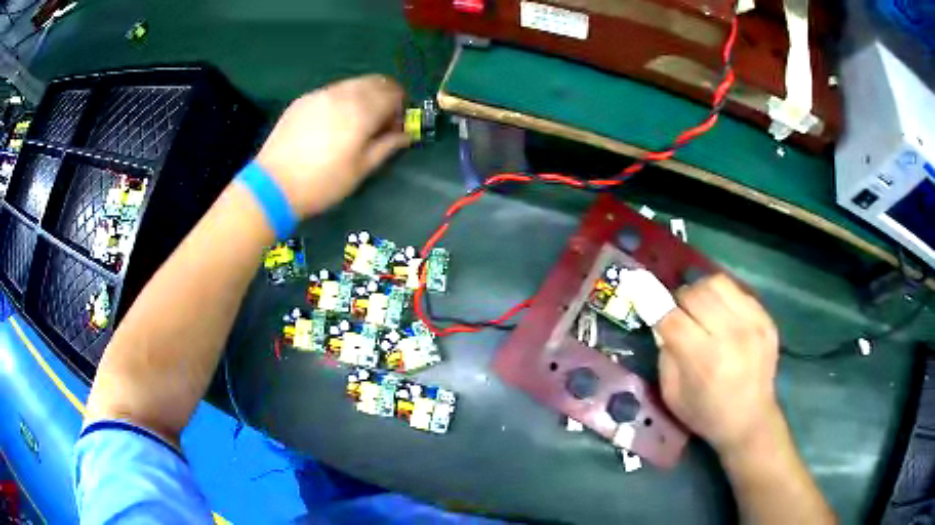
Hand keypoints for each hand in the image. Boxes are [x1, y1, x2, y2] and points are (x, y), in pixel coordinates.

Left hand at [256, 75, 410, 216]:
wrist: (273, 186)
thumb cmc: (322, 182)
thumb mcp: (361, 169)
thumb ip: (387, 146)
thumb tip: (407, 133)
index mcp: (361, 110)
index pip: (394, 93)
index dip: (401, 107)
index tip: (397, 126)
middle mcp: (343, 93)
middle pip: (376, 81)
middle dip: (385, 96)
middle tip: (381, 122)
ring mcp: (320, 94)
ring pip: (353, 83)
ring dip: (364, 96)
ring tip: (356, 123)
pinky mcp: (303, 100)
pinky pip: (332, 91)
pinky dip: (342, 99)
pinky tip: (332, 123)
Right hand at [655, 274, 780, 454]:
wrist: (750, 421)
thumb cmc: (706, 413)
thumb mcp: (672, 394)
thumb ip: (666, 355)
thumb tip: (663, 320)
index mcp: (705, 360)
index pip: (673, 318)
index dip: (657, 308)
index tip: (649, 305)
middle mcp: (731, 336)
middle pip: (695, 294)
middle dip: (680, 300)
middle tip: (680, 314)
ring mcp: (753, 324)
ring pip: (717, 283)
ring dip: (702, 292)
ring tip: (702, 309)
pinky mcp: (766, 319)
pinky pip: (738, 291)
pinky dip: (724, 298)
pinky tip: (723, 316)